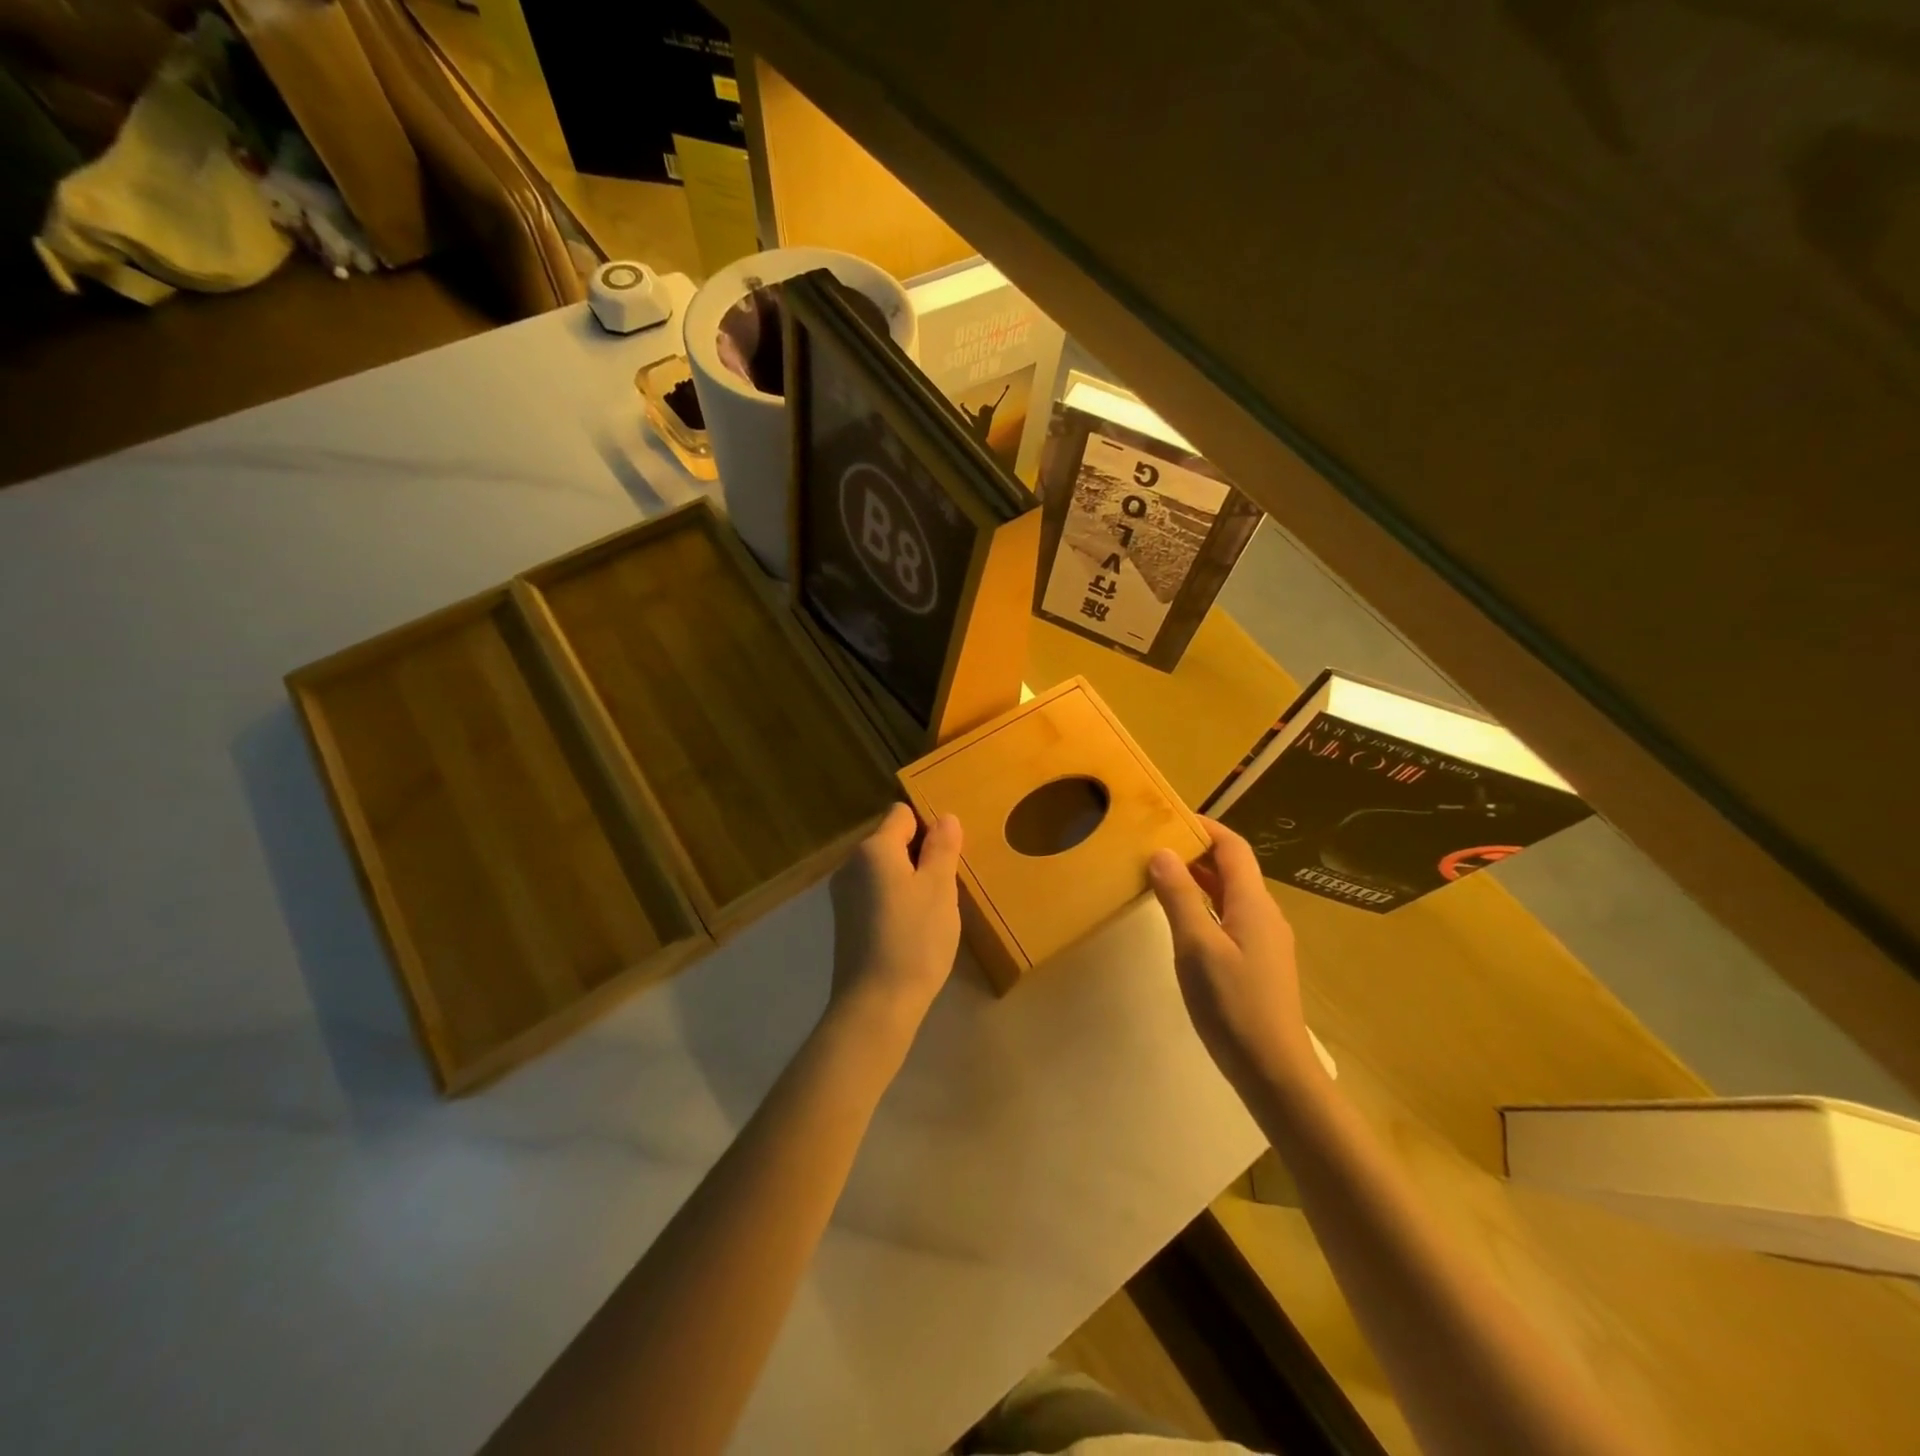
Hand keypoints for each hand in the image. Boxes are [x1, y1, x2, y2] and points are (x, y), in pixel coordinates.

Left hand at [827, 803, 963, 1036]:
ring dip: (909, 880)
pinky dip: (894, 902)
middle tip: (945, 888)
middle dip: (920, 856)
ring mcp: (844, 895)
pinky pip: (875, 894)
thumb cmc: (914, 939)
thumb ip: (942, 848)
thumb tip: (945, 817)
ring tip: (931, 912)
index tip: (948, 857)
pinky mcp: (845, 922)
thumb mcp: (939, 888)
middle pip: (891, 841)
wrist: (875, 1004)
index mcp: (873, 849)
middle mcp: (851, 864)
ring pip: (884, 870)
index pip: (902, 814)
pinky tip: (911, 930)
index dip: (928, 827)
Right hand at [1148, 818, 1315, 1088]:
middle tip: (1154, 845)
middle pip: (1233, 868)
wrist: (1273, 1070)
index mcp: (1253, 903)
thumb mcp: (1197, 946)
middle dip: (1196, 851)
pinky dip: (1205, 905)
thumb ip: (1179, 897)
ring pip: (1231, 894)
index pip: (1233, 847)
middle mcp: (1264, 914)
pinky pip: (1230, 917)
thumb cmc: (1233, 1004)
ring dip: (1199, 879)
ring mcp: (1265, 940)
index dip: (1204, 827)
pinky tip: (1182, 920)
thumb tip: (1161, 852)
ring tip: (1160, 875)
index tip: (1168, 817)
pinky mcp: (1259, 963)